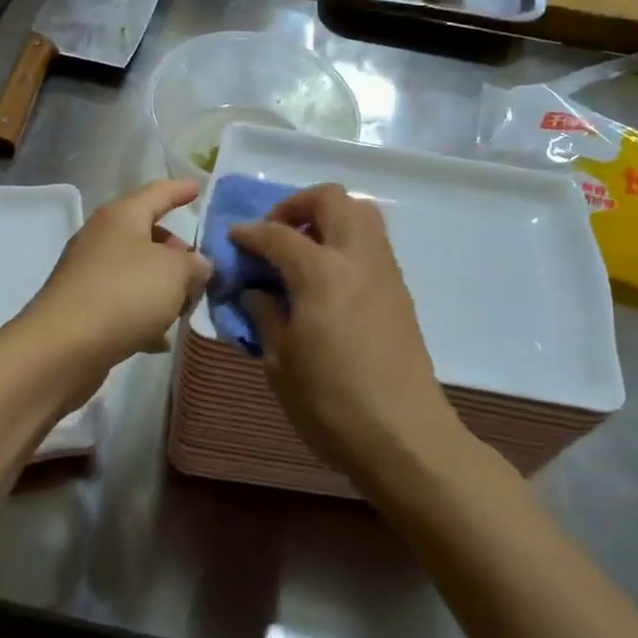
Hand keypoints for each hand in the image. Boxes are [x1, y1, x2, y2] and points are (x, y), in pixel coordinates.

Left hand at [21, 180, 210, 404]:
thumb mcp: (174, 272)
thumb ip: (194, 263)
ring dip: (162, 286)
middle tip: (200, 270)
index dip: (180, 190)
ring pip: (136, 271)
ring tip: (186, 306)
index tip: (198, 188)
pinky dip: (144, 314)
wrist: (62, 349)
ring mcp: (89, 273)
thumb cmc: (123, 294)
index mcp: (122, 216)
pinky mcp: (83, 307)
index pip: (158, 193)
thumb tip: (197, 265)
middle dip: (176, 250)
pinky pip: (123, 302)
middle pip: (147, 234)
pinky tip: (160, 338)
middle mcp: (102, 238)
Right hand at [227, 185, 460, 482]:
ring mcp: (385, 271)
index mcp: (321, 273)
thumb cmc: (331, 403)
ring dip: (327, 218)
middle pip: (331, 199)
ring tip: (303, 252)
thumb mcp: (280, 362)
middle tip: (276, 234)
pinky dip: (346, 241)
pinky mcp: (400, 290)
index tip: (233, 238)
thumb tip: (257, 291)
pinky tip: (328, 279)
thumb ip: (265, 314)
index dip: (250, 232)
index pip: (278, 234)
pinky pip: (372, 242)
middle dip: (297, 205)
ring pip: (360, 213)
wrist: (404, 438)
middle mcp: (357, 258)